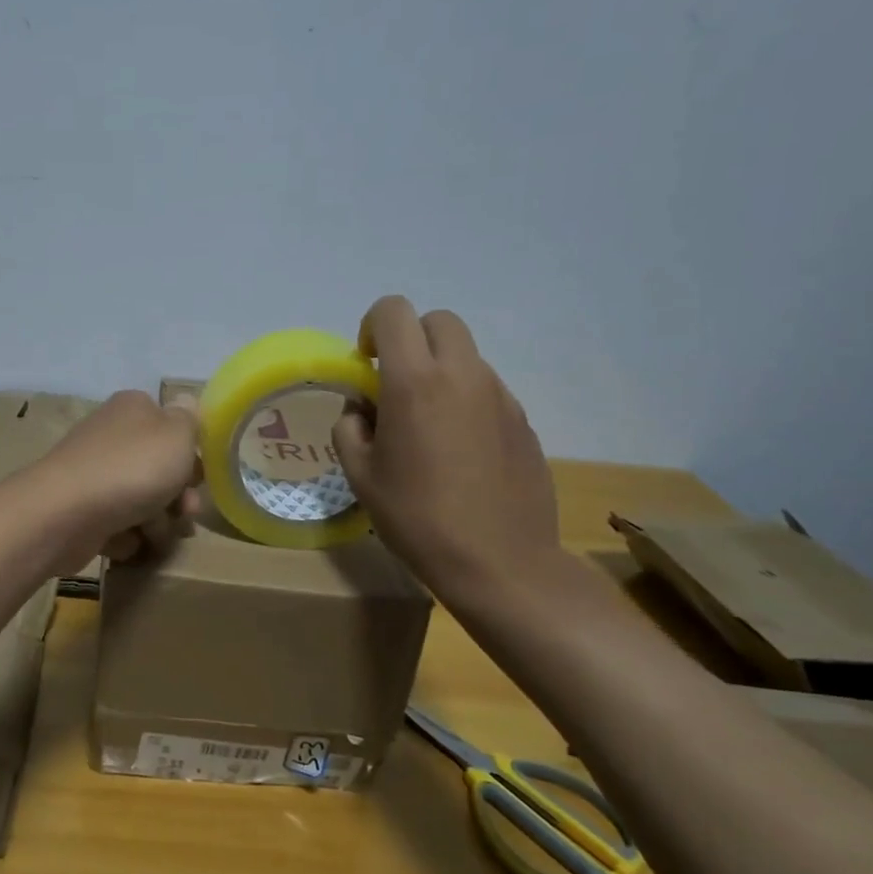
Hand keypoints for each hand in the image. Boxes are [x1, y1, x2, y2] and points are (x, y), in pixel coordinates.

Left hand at [36, 390, 202, 564]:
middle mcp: (111, 436)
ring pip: (140, 499)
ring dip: (156, 521)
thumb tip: (187, 401)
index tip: (199, 477)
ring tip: (154, 534)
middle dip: (177, 495)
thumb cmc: (132, 468)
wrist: (66, 514)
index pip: (170, 425)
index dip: (190, 452)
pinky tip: (126, 541)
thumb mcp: (177, 434)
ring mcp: (93, 473)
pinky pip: (116, 524)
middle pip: (158, 467)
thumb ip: (189, 419)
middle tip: (185, 514)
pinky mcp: (81, 509)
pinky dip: (125, 535)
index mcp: (133, 409)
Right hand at [334, 296, 560, 601]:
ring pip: (466, 355)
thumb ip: (350, 428)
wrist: (500, 562)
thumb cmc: (417, 518)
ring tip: (428, 423)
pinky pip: (486, 388)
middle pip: (438, 321)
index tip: (366, 363)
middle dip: (411, 337)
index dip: (372, 326)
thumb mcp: (360, 475)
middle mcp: (461, 375)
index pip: (394, 312)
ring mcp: (499, 395)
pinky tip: (459, 448)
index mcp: (414, 382)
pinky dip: (465, 398)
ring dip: (440, 369)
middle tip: (396, 381)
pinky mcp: (522, 418)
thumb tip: (362, 410)